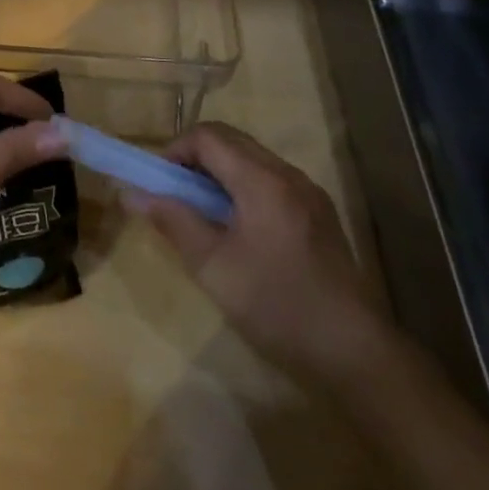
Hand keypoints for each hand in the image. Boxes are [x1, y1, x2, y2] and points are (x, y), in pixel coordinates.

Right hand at [137, 122, 388, 383]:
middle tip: (175, 194)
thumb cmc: (277, 307)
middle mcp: (288, 174)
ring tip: (202, 212)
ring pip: (252, 158)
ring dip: (219, 172)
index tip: (159, 182)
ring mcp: (309, 193)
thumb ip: (173, 222)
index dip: (175, 150)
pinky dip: (243, 186)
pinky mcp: (319, 213)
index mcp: (262, 181)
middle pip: (231, 140)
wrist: (356, 353)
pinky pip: (271, 179)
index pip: (208, 136)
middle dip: (195, 158)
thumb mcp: (213, 267)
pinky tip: (238, 227)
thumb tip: (132, 194)